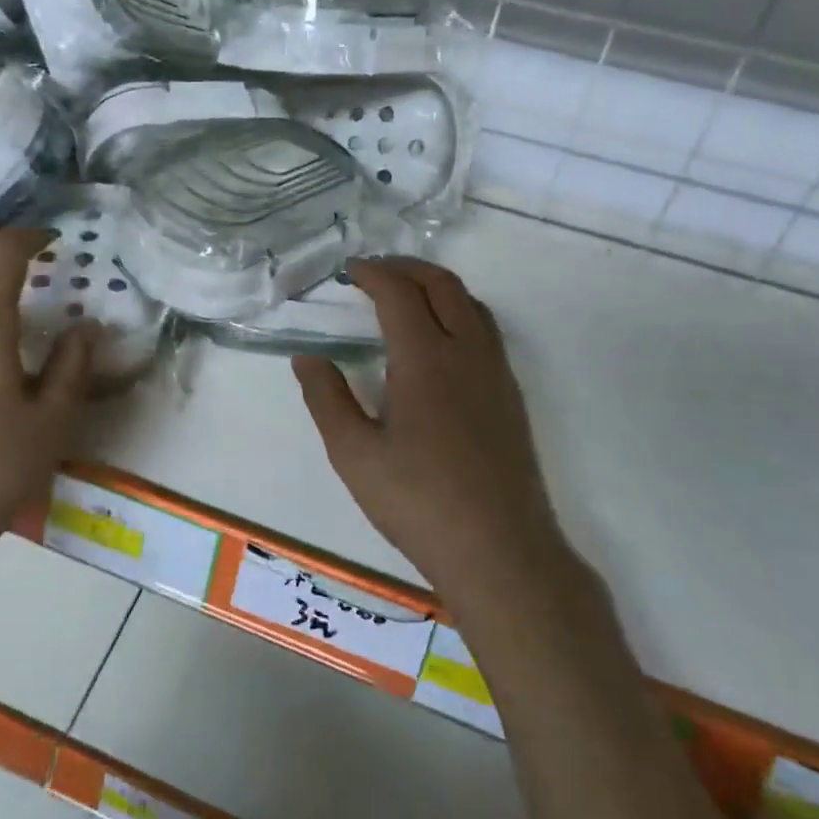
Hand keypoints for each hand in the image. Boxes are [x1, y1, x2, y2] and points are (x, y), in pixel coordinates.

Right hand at [293, 258, 565, 597]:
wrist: (499, 550)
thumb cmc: (417, 501)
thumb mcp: (353, 453)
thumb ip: (326, 398)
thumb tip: (307, 358)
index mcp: (426, 359)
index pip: (399, 293)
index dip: (372, 273)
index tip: (349, 270)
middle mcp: (468, 353)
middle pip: (443, 285)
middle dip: (406, 268)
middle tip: (374, 272)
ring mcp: (496, 373)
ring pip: (472, 304)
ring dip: (437, 287)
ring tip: (405, 297)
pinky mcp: (510, 396)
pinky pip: (485, 330)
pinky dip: (458, 312)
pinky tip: (438, 342)